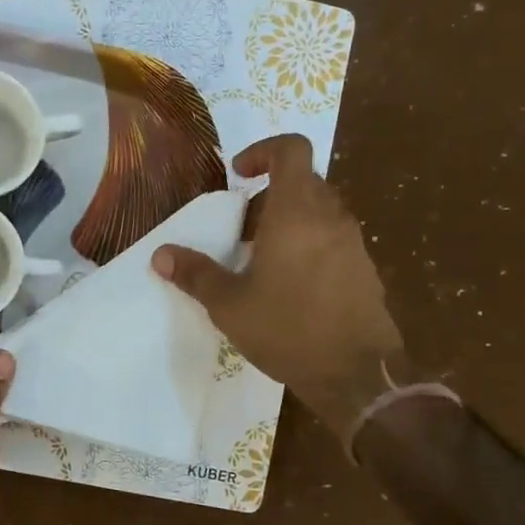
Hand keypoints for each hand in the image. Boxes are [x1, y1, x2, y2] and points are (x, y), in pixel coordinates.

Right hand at [153, 134, 404, 440]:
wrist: (357, 374)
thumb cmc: (287, 329)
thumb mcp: (229, 304)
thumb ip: (195, 274)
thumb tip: (161, 254)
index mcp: (296, 212)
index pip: (291, 150)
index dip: (263, 151)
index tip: (238, 176)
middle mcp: (330, 217)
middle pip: (302, 182)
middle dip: (267, 197)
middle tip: (240, 230)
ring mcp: (352, 243)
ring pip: (318, 212)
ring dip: (287, 222)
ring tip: (260, 261)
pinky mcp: (364, 269)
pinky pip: (332, 239)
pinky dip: (307, 245)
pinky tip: (289, 286)